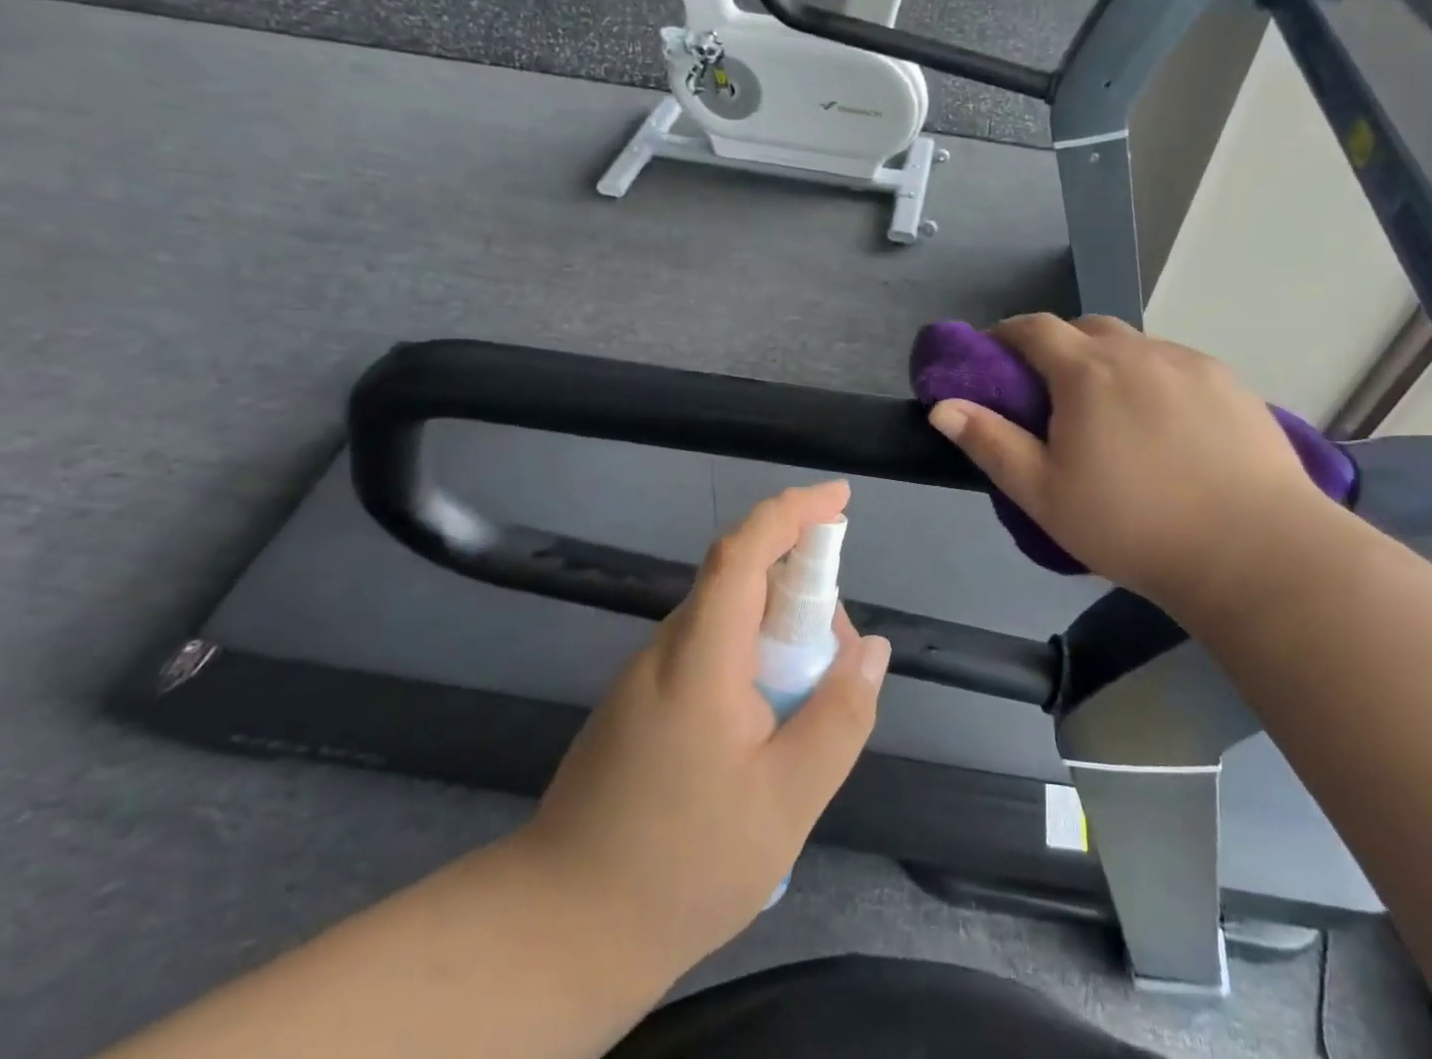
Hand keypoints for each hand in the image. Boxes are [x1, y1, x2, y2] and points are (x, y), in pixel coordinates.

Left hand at [512, 482, 891, 979]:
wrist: (560, 933)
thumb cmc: (683, 864)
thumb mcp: (787, 800)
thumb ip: (839, 716)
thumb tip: (871, 648)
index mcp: (699, 657)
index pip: (744, 552)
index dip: (792, 512)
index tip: (839, 499)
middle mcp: (667, 649)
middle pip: (741, 580)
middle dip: (802, 588)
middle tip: (841, 652)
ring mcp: (647, 676)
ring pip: (727, 619)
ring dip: (779, 630)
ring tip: (812, 696)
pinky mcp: (640, 704)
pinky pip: (709, 652)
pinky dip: (753, 658)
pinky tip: (769, 723)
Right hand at [926, 315, 1334, 612]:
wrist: (1254, 551)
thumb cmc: (1133, 526)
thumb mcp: (1044, 495)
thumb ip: (990, 444)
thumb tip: (943, 406)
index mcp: (1088, 372)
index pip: (1035, 328)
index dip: (1007, 335)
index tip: (995, 358)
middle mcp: (1139, 351)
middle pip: (1086, 328)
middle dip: (1058, 346)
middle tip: (1052, 393)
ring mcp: (1191, 363)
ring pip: (1135, 345)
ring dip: (1110, 361)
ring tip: (1111, 412)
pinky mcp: (1231, 383)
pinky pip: (1176, 364)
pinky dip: (1154, 377)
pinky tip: (1165, 424)